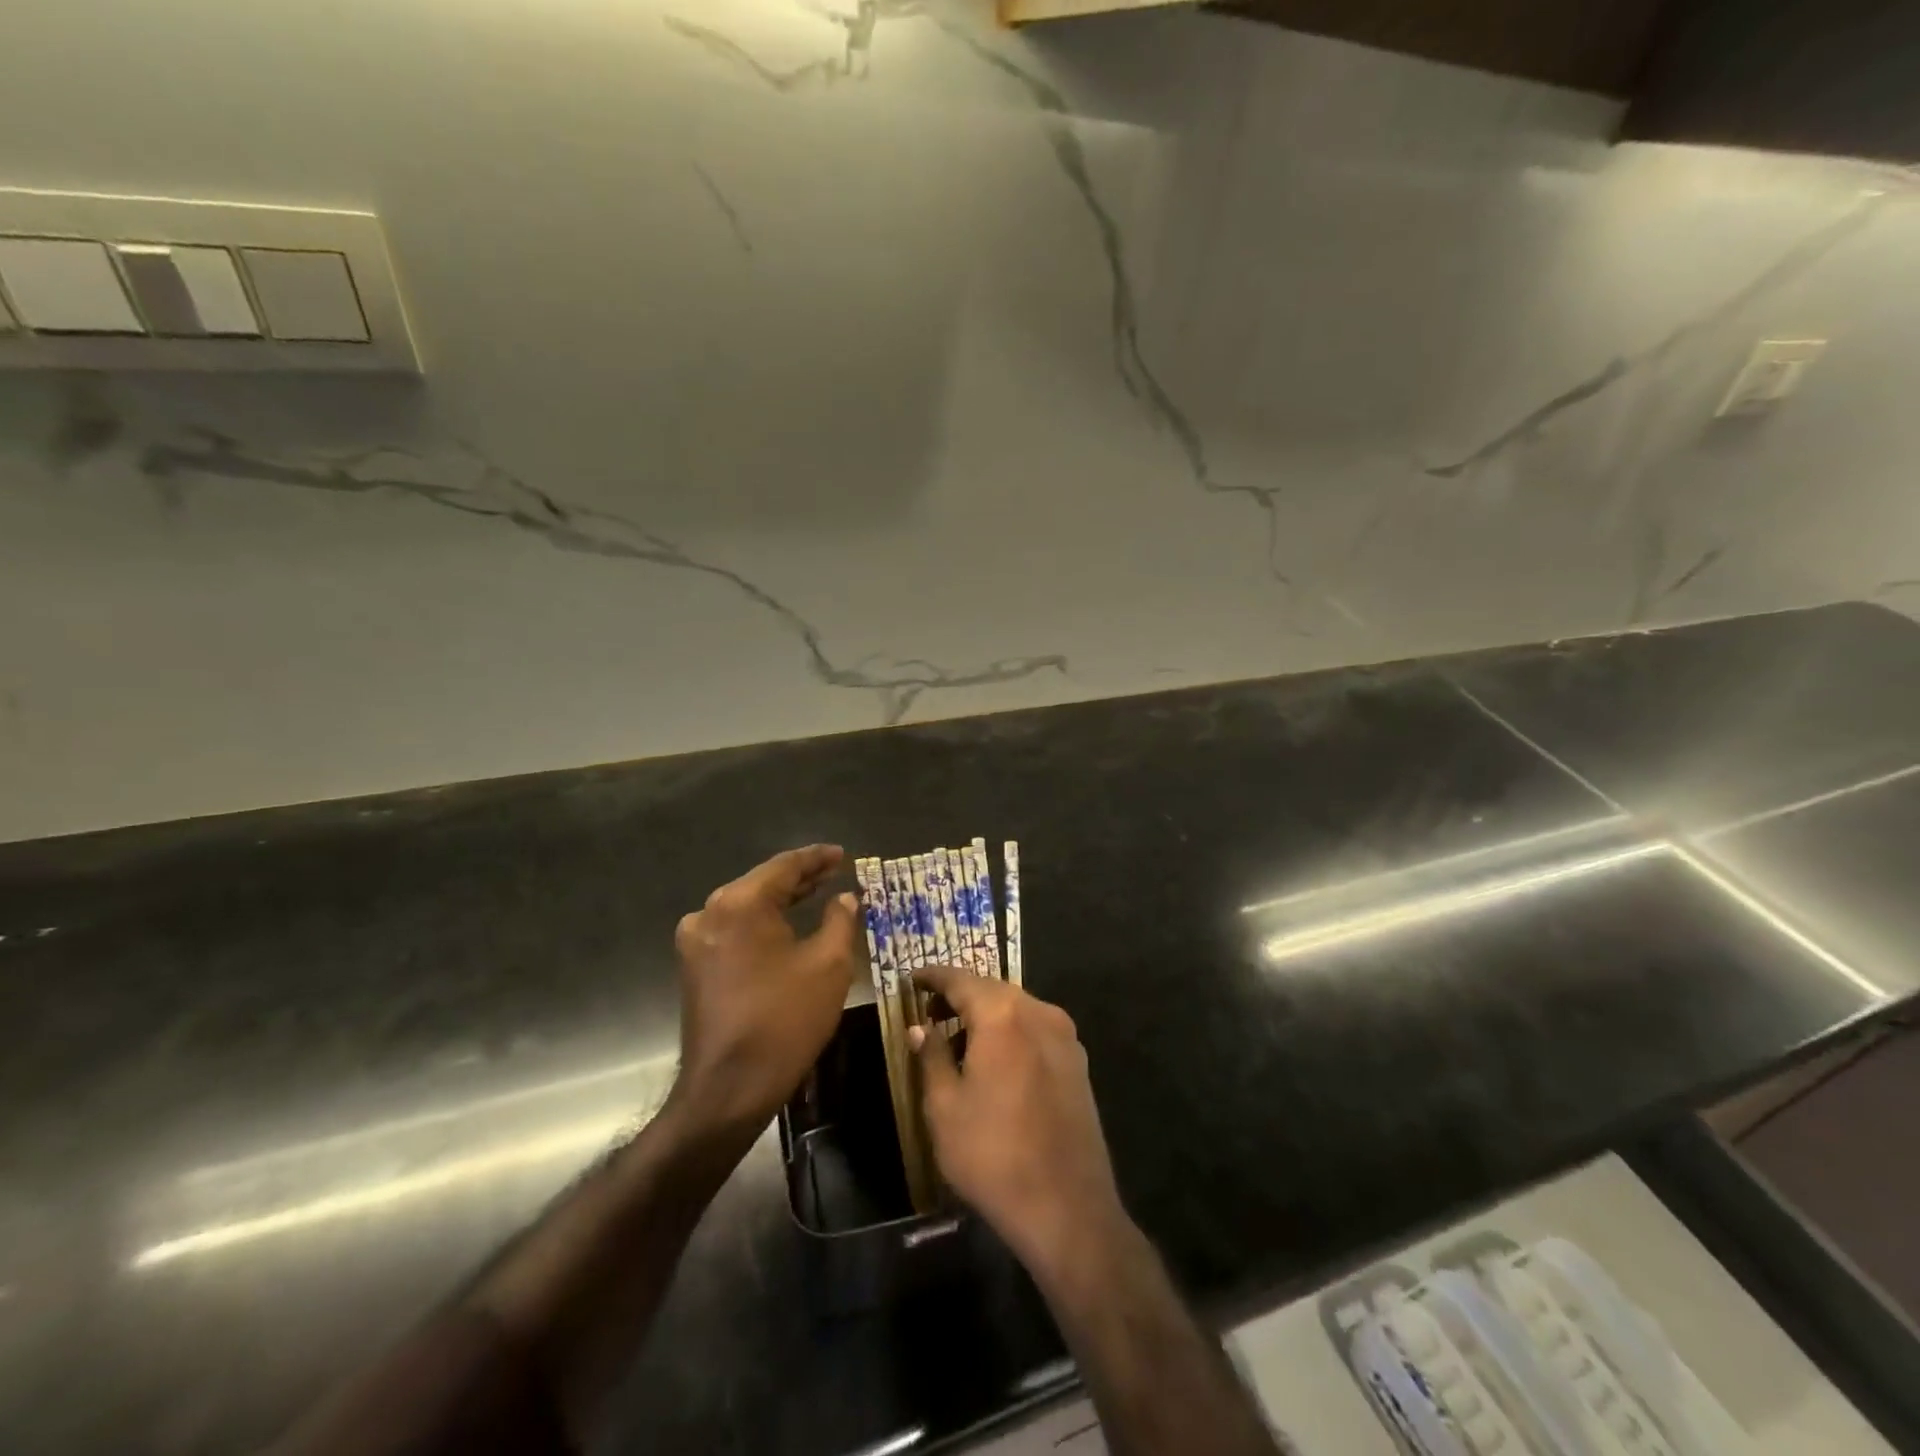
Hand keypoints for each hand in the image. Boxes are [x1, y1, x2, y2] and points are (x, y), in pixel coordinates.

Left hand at [670, 845, 858, 1137]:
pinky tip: (788, 926)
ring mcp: (696, 940)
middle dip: (801, 879)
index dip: (817, 858)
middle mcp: (710, 912)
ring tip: (818, 893)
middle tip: (835, 872)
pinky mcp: (695, 966)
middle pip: (763, 883)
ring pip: (747, 907)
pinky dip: (764, 924)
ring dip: (782, 901)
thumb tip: (846, 897)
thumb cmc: (785, 1020)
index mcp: (740, 903)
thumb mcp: (828, 965)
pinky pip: (735, 930)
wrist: (729, 1088)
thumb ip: (840, 920)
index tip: (842, 854)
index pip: (784, 866)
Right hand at [910, 965, 1127, 1276]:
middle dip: (960, 995)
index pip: (960, 979)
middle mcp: (1038, 1012)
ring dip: (986, 1015)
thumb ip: (931, 1056)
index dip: (933, 977)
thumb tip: (920, 1028)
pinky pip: (1035, 1030)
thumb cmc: (993, 1154)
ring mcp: (1065, 1036)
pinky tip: (994, 1059)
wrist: (1067, 1207)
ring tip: (957, 1038)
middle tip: (929, 1010)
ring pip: (1016, 1009)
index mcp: (1003, 1014)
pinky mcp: (1078, 1062)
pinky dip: (1010, 1032)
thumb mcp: (945, 1106)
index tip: (912, 978)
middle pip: (992, 990)